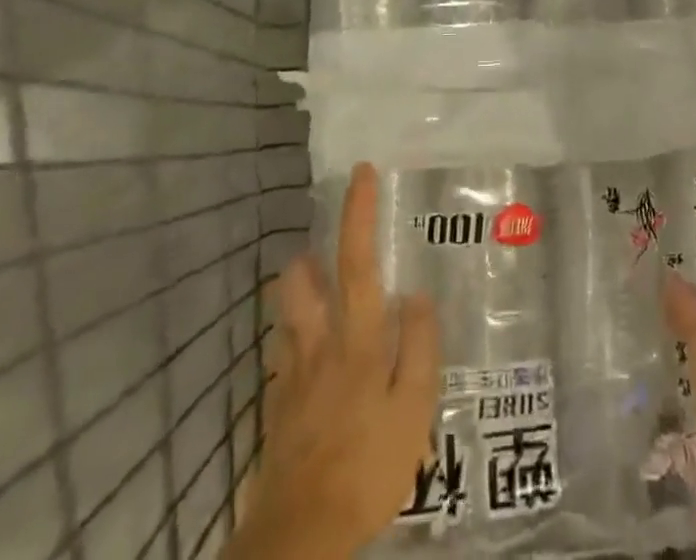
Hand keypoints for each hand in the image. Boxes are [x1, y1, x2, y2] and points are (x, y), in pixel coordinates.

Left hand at [228, 163, 440, 559]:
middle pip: (300, 280)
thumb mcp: (414, 410)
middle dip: (311, 256)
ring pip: (287, 314)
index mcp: (356, 338)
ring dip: (300, 295)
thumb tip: (416, 293)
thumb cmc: (367, 467)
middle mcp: (318, 344)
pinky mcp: (277, 406)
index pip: (357, 260)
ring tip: (324, 303)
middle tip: (330, 254)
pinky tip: (315, 368)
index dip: (358, 213)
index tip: (361, 172)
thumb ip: (418, 346)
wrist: (299, 536)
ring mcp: (291, 375)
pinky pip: (284, 357)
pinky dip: (297, 345)